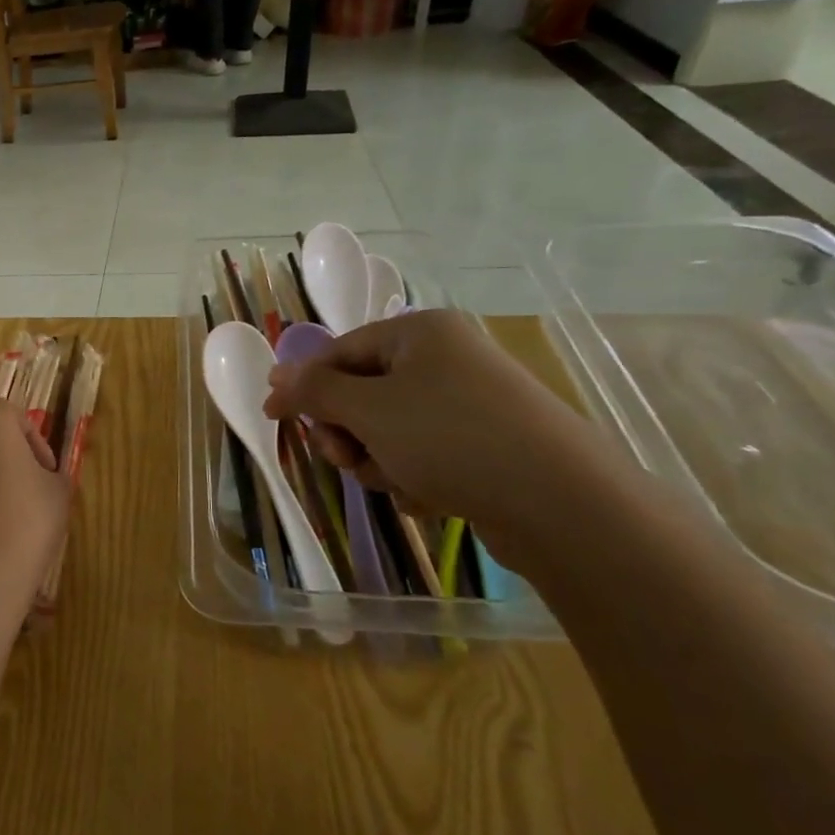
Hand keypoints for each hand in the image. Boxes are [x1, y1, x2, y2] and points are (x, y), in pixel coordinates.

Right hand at [264, 310, 618, 560]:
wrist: (561, 502)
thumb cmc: (449, 438)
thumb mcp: (367, 410)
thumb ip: (314, 390)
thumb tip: (276, 376)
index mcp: (419, 333)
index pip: (338, 352)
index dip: (302, 386)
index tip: (273, 418)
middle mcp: (445, 358)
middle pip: (362, 393)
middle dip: (347, 431)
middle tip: (346, 457)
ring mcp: (469, 401)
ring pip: (388, 429)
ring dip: (377, 458)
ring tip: (397, 481)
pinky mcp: (486, 442)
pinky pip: (423, 452)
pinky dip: (413, 475)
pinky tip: (427, 495)